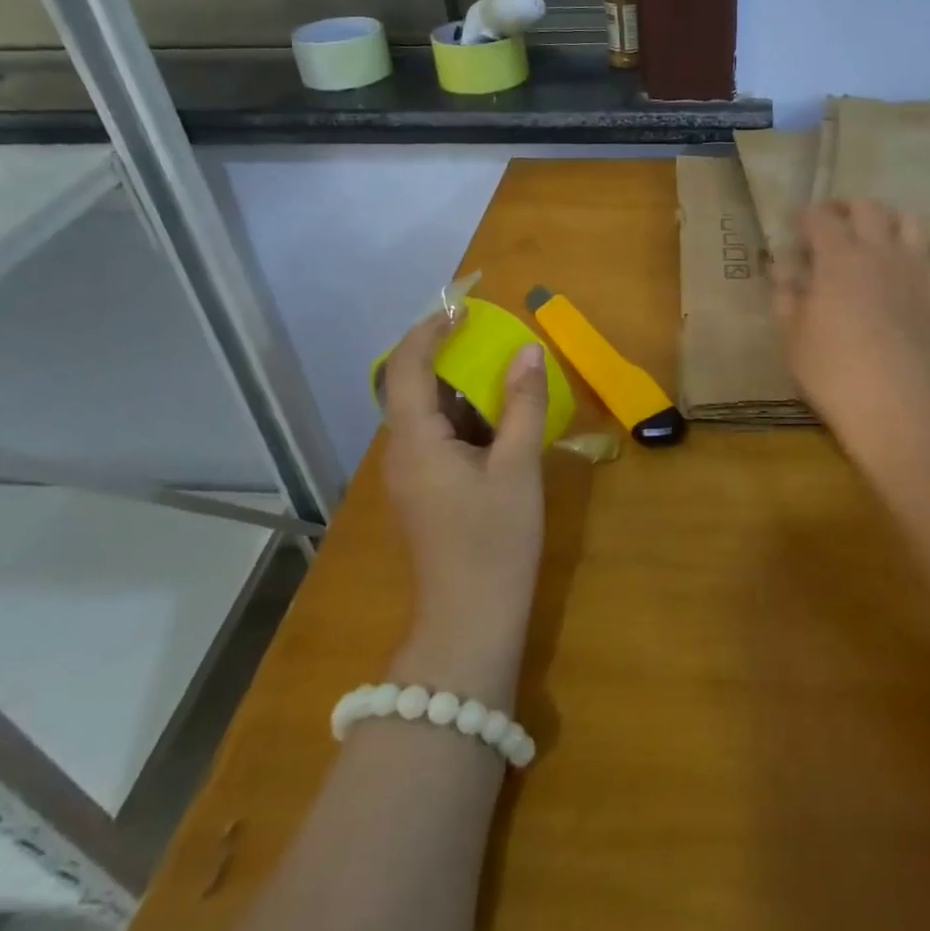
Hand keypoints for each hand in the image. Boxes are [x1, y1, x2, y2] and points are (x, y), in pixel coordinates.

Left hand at [380, 308, 548, 688]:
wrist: (470, 624)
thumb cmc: (494, 541)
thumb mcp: (518, 467)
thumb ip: (522, 404)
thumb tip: (528, 350)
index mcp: (415, 441)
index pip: (408, 367)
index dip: (430, 329)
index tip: (464, 306)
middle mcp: (401, 452)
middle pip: (412, 386)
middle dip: (447, 353)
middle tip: (489, 334)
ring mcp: (410, 475)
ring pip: (427, 414)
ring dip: (460, 386)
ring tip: (501, 371)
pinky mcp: (425, 492)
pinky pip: (438, 437)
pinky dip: (465, 417)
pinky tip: (499, 421)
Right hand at [772, 199, 929, 465]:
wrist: (899, 404)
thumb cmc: (833, 371)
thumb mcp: (792, 336)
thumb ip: (787, 294)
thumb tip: (783, 267)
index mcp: (838, 258)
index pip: (820, 217)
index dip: (804, 216)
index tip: (794, 224)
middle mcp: (878, 252)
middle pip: (867, 207)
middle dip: (844, 208)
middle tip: (830, 225)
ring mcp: (913, 269)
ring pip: (908, 220)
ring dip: (886, 221)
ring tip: (871, 238)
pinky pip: (928, 254)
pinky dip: (912, 250)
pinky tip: (900, 270)